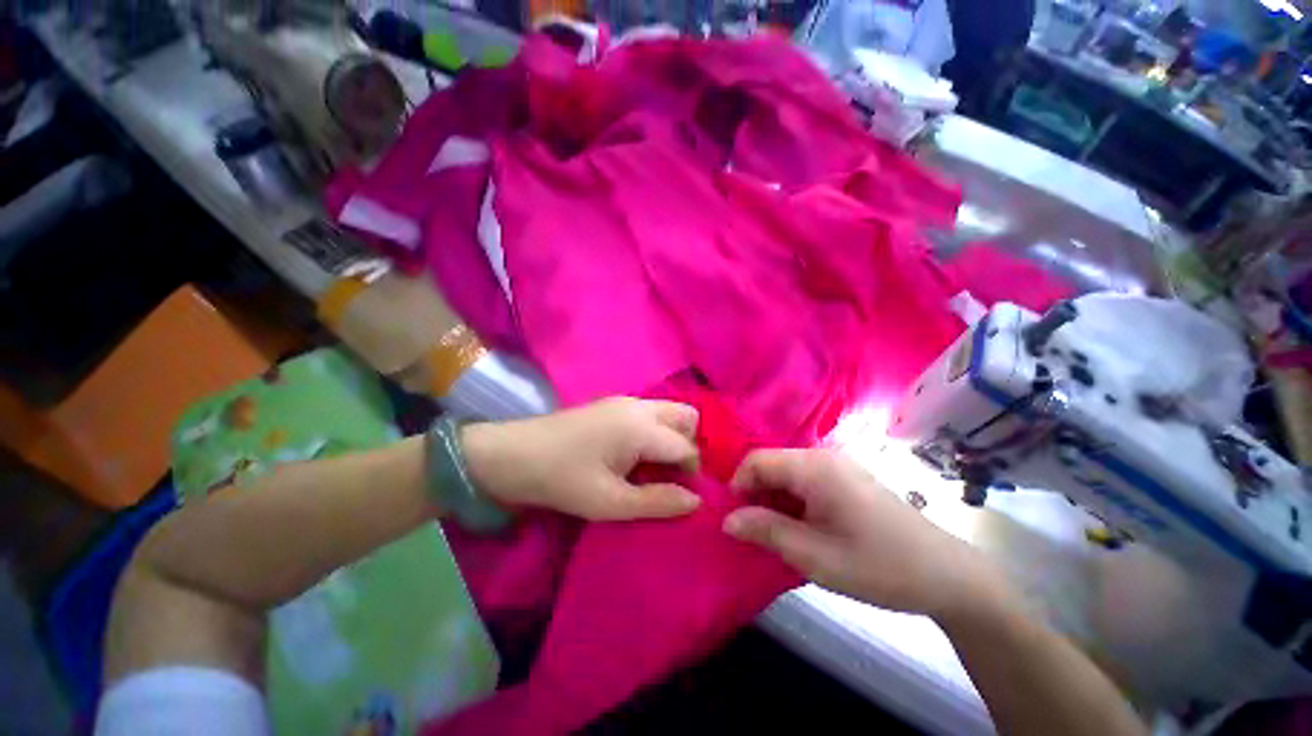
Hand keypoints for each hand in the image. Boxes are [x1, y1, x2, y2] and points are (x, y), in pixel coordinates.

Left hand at [461, 397, 702, 520]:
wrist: (512, 455)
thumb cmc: (562, 480)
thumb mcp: (610, 502)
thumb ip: (657, 501)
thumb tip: (696, 500)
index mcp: (641, 426)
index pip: (686, 446)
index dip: (692, 472)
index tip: (681, 495)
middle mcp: (639, 406)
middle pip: (686, 416)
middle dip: (690, 444)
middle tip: (673, 475)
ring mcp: (625, 402)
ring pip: (669, 412)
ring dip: (673, 437)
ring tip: (657, 468)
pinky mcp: (612, 405)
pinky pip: (650, 413)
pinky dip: (656, 432)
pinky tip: (638, 455)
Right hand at [723, 449, 1005, 617]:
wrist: (947, 576)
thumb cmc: (878, 566)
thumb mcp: (815, 556)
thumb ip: (766, 531)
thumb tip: (727, 520)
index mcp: (814, 467)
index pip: (756, 460)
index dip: (737, 486)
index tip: (736, 520)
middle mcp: (823, 457)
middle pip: (771, 464)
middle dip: (755, 495)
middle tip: (755, 532)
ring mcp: (837, 466)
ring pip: (786, 473)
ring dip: (774, 500)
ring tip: (778, 535)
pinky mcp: (846, 479)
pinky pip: (805, 481)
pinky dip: (793, 501)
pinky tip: (802, 528)